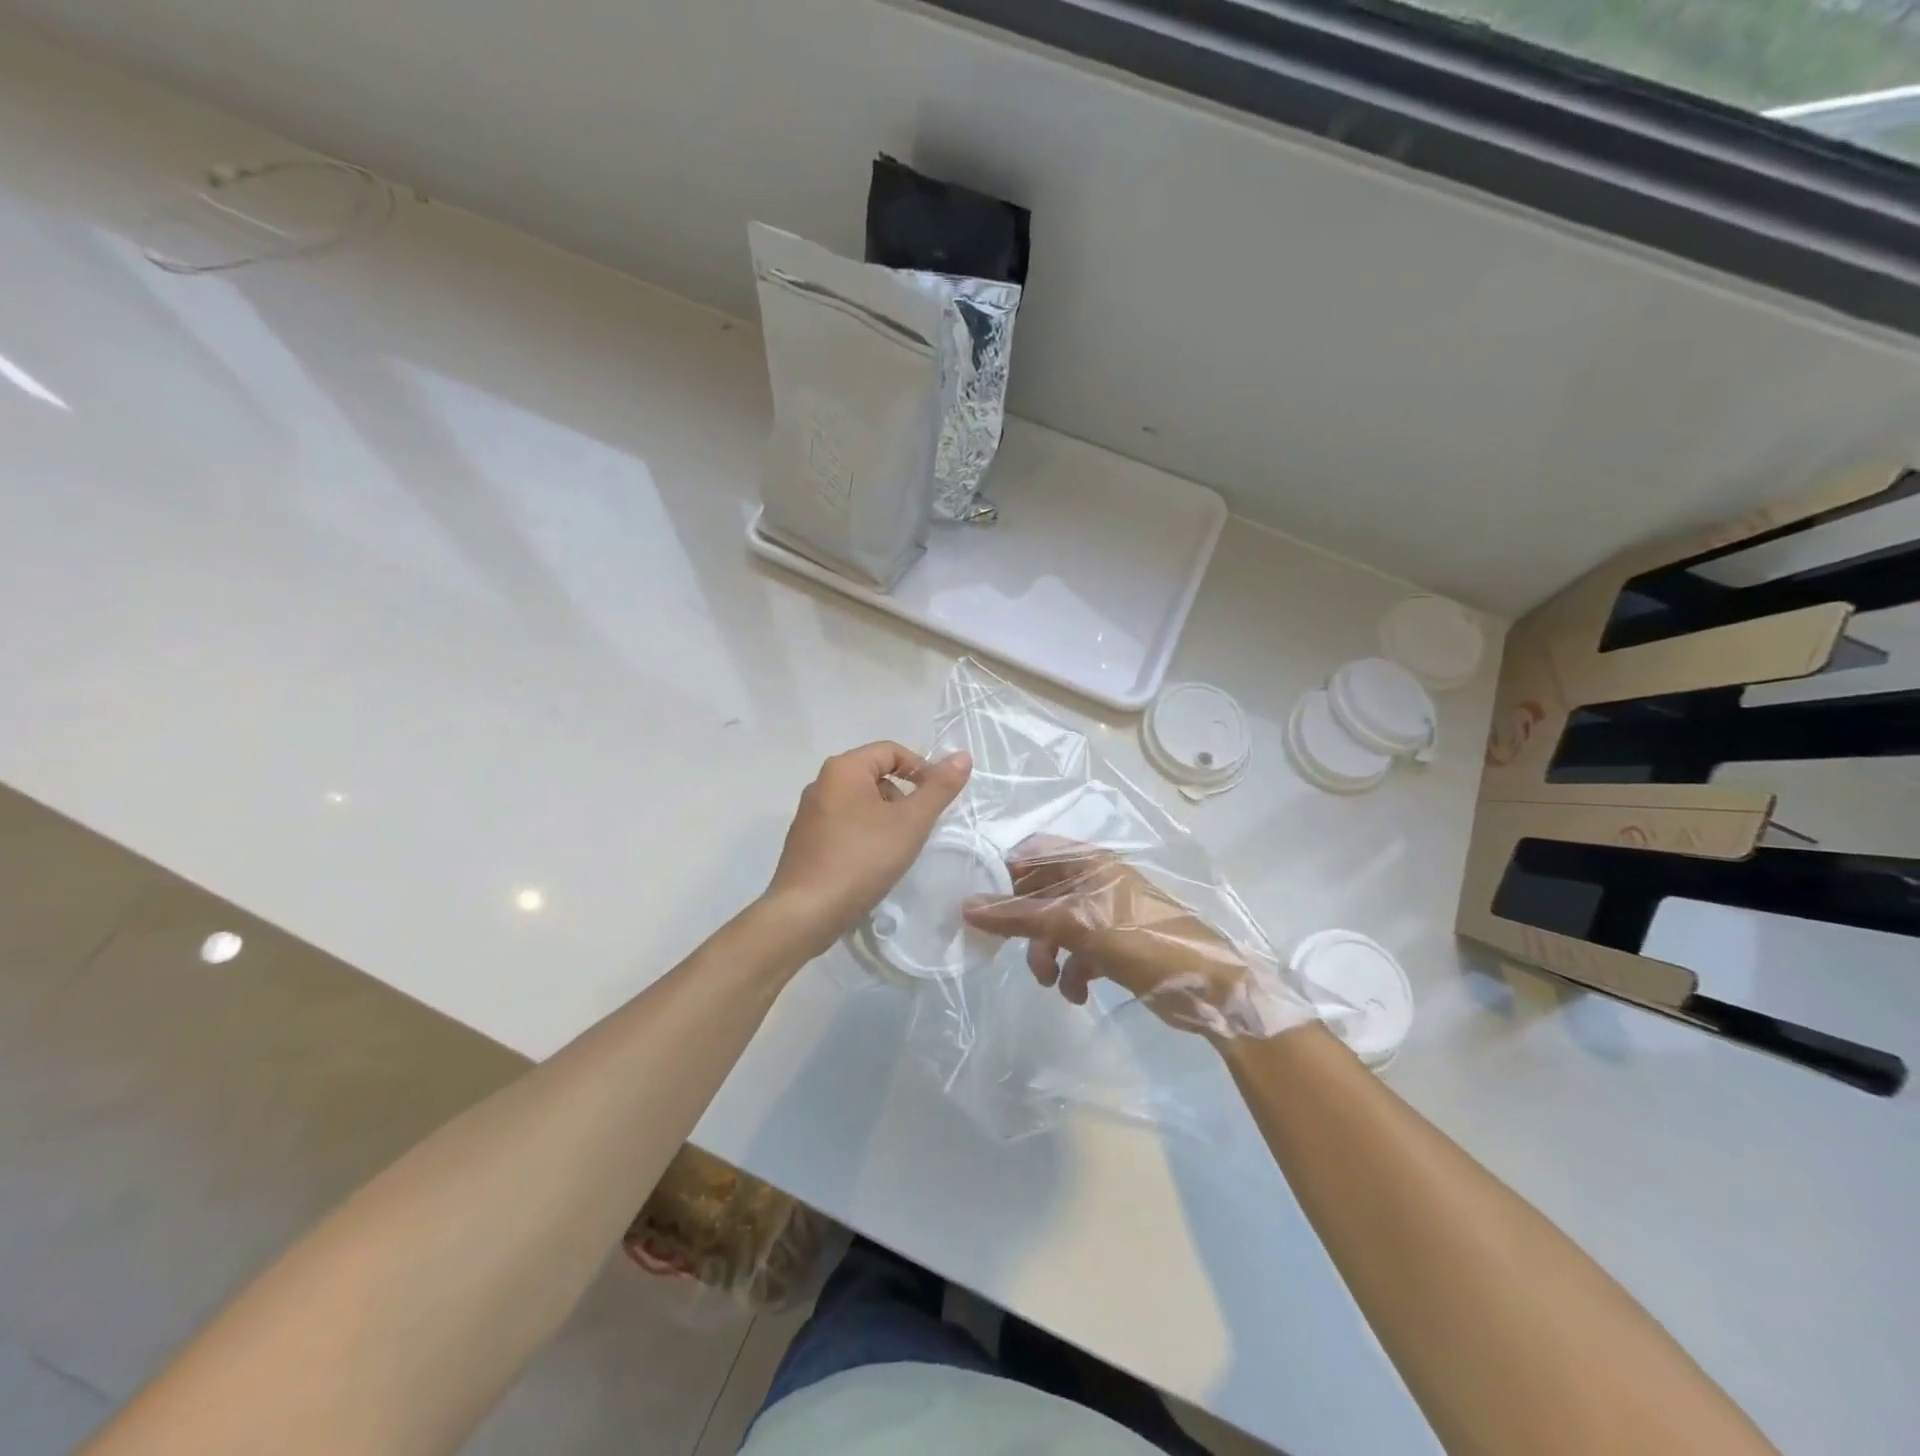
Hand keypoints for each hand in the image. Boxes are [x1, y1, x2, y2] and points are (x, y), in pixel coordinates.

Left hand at [764, 742, 972, 958]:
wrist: (806, 912)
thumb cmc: (862, 859)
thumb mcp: (911, 822)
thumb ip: (939, 788)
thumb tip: (962, 755)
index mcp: (843, 769)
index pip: (891, 751)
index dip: (921, 769)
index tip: (938, 800)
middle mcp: (821, 783)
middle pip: (875, 775)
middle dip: (903, 797)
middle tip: (919, 828)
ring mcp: (809, 814)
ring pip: (860, 802)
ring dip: (885, 818)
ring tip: (898, 849)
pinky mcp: (805, 841)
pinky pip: (844, 825)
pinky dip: (865, 835)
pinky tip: (873, 864)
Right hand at [961, 836, 1312, 1039]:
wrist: (1207, 988)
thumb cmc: (1140, 941)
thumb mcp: (1074, 926)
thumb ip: (1019, 916)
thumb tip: (966, 907)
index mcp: (1089, 862)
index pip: (1033, 851)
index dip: (1006, 873)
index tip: (986, 904)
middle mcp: (1095, 881)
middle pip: (1040, 892)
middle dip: (1025, 925)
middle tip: (1010, 950)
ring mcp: (1105, 913)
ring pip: (1055, 926)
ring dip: (1046, 955)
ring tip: (1050, 981)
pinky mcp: (1114, 944)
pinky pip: (1077, 951)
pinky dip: (1071, 972)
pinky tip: (1077, 994)